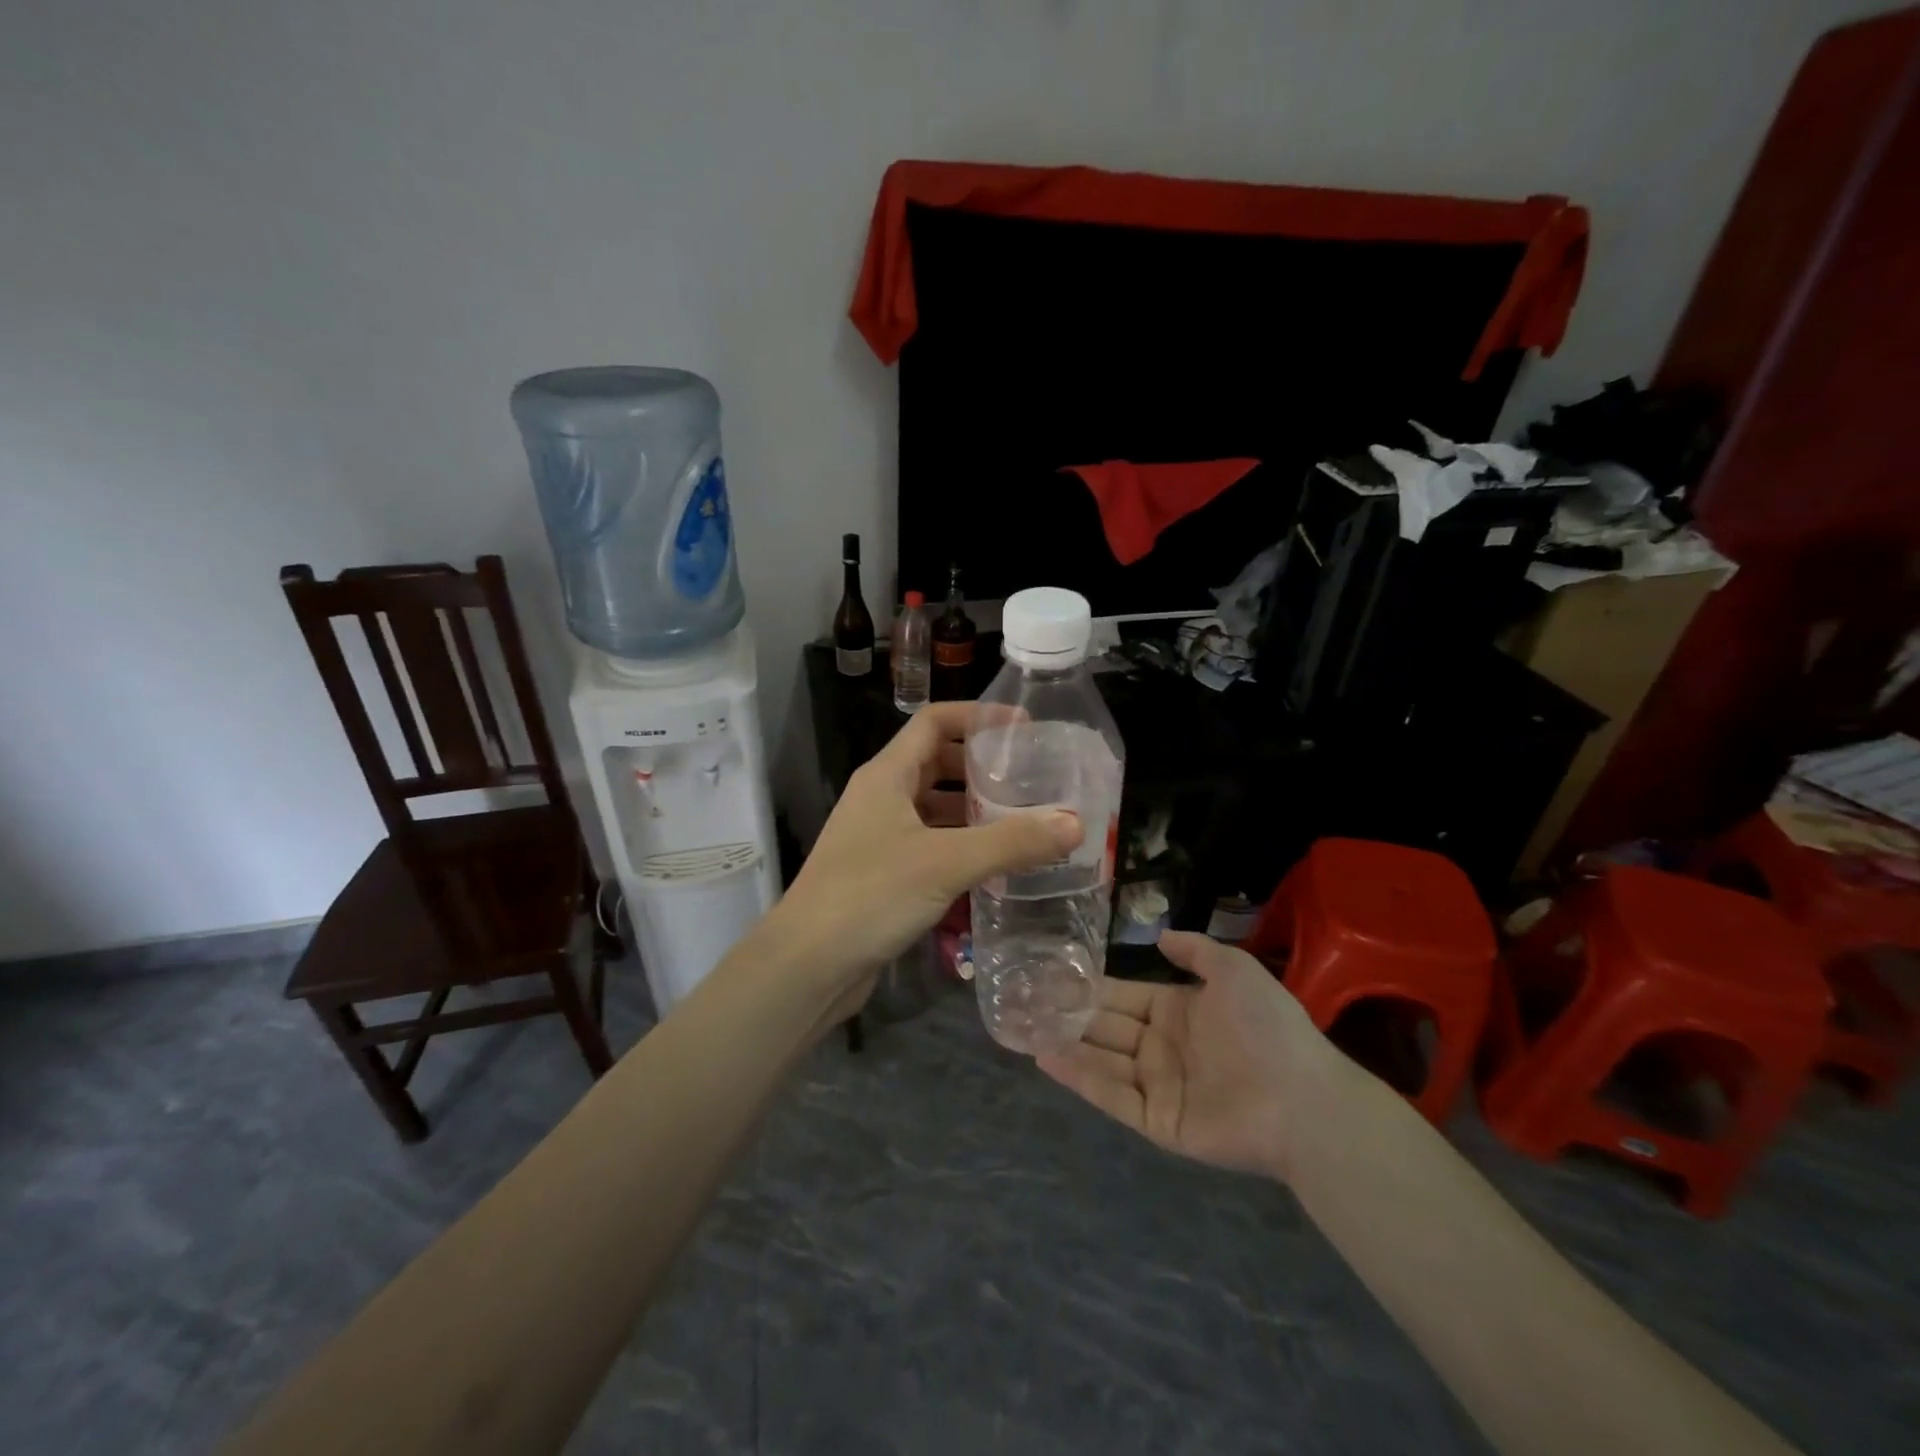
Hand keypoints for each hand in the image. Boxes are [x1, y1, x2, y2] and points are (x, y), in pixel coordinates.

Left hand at [770, 700, 1082, 1003]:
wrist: (808, 965)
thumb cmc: (870, 896)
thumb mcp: (946, 863)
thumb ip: (1011, 842)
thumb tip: (1074, 824)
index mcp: (887, 775)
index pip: (934, 721)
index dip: (978, 716)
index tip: (1024, 728)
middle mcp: (880, 797)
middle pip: (936, 762)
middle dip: (982, 766)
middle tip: (1031, 779)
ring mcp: (879, 836)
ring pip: (934, 807)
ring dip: (973, 809)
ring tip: (1023, 820)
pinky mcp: (882, 871)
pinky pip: (930, 843)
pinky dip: (961, 844)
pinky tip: (994, 864)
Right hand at [1037, 930, 1345, 1180]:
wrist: (1301, 1098)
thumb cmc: (1267, 1027)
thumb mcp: (1234, 970)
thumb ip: (1196, 951)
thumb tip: (1161, 936)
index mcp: (1177, 1011)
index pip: (1123, 994)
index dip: (1089, 985)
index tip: (1052, 973)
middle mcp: (1161, 1046)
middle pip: (1105, 1025)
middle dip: (1068, 1012)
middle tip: (1022, 997)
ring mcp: (1157, 1085)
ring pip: (1101, 1059)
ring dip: (1065, 1041)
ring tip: (1023, 1025)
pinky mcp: (1156, 1120)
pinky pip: (1111, 1095)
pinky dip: (1079, 1076)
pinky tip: (1046, 1056)